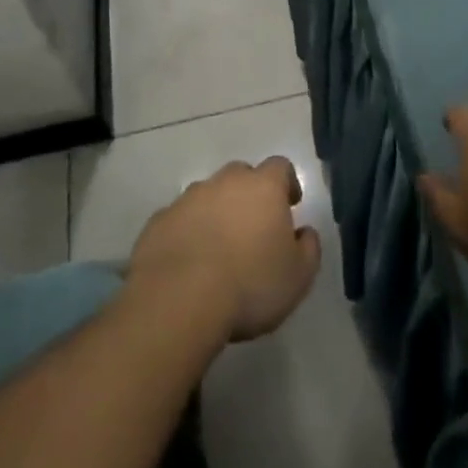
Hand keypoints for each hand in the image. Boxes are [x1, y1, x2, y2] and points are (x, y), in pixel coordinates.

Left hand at [129, 157, 322, 341]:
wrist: (179, 300)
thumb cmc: (250, 285)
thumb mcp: (299, 277)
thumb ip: (309, 248)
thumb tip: (305, 232)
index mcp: (263, 187)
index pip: (280, 167)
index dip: (287, 183)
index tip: (290, 205)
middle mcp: (224, 182)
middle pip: (241, 176)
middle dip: (249, 195)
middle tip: (254, 228)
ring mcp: (187, 199)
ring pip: (207, 196)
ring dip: (216, 212)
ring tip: (219, 249)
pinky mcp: (158, 221)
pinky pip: (179, 219)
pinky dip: (187, 232)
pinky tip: (189, 261)